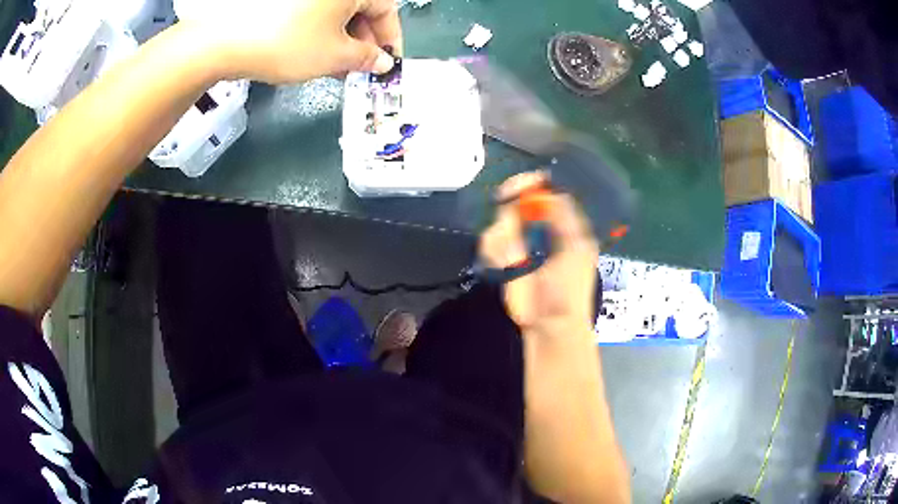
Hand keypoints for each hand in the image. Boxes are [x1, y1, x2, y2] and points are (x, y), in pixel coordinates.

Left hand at [184, 0, 402, 83]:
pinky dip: (321, 33)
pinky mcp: (284, 2)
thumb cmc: (288, 43)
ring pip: (337, 13)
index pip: (386, 10)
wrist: (226, 40)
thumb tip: (381, 62)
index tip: (387, 63)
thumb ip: (365, 59)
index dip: (390, 40)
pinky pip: (314, 13)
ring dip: (342, 40)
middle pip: (361, 10)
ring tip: (337, 68)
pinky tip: (316, 54)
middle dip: (364, 42)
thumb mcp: (335, 55)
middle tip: (360, 70)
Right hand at [480, 172, 599, 340]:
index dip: (534, 184)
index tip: (525, 182)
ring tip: (514, 258)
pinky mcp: (501, 259)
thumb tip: (546, 191)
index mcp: (561, 224)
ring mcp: (518, 243)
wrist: (550, 322)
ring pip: (501, 220)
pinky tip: (504, 264)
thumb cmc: (570, 287)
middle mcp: (538, 228)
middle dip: (512, 199)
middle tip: (507, 198)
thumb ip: (564, 215)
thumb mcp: (577, 247)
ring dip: (503, 235)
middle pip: (518, 200)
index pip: (545, 192)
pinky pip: (490, 242)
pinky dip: (494, 250)